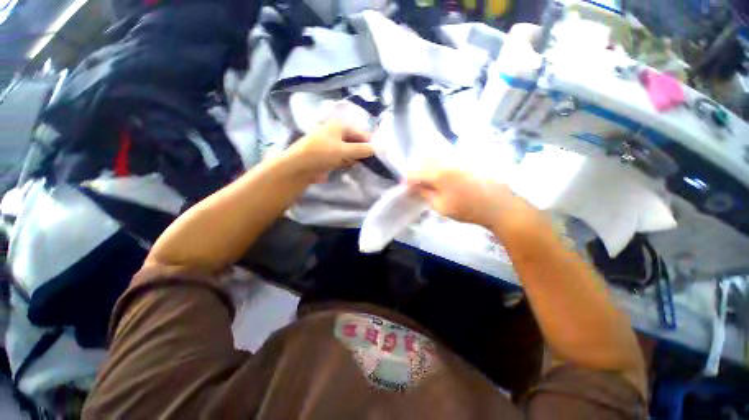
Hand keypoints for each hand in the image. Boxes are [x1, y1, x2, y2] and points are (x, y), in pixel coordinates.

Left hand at [285, 120, 373, 182]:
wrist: (299, 167)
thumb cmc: (322, 154)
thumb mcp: (344, 151)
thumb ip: (362, 149)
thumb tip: (377, 148)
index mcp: (339, 126)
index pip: (360, 133)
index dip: (369, 144)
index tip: (377, 156)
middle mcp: (335, 132)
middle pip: (355, 141)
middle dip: (362, 151)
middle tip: (370, 162)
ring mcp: (331, 144)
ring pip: (349, 150)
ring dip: (355, 158)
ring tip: (361, 165)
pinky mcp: (328, 155)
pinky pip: (342, 157)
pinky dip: (348, 162)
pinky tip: (351, 167)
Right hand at [407, 166, 534, 231]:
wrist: (499, 205)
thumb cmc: (468, 209)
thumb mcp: (441, 206)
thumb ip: (425, 194)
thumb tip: (417, 186)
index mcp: (439, 173)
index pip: (415, 172)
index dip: (408, 180)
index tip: (407, 188)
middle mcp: (447, 159)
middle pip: (423, 159)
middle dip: (417, 170)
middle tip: (417, 183)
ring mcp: (458, 156)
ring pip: (435, 154)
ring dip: (427, 165)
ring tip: (428, 178)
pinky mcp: (467, 156)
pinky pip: (447, 155)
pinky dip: (439, 162)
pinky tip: (442, 173)